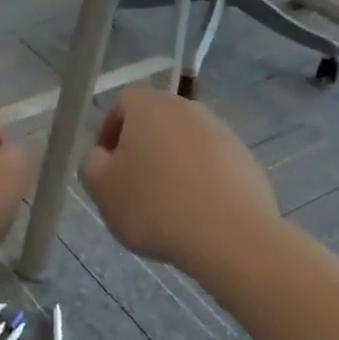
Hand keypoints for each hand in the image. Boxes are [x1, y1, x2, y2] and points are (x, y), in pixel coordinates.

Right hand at [82, 88, 278, 272]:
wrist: (229, 236)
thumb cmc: (154, 206)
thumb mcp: (102, 188)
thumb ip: (93, 163)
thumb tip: (105, 155)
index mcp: (150, 107)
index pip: (123, 103)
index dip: (109, 131)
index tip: (106, 165)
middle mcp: (188, 109)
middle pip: (157, 121)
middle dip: (141, 148)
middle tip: (132, 185)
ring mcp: (223, 132)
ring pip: (185, 143)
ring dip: (171, 164)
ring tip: (166, 204)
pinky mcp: (246, 159)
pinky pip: (211, 164)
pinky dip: (199, 180)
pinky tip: (195, 212)